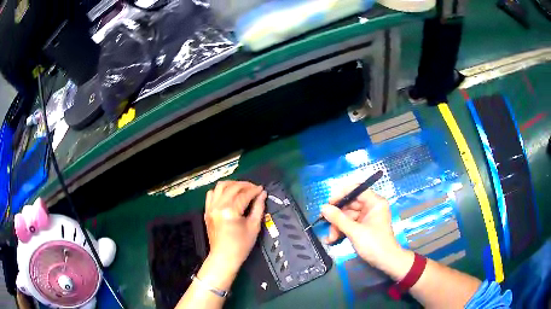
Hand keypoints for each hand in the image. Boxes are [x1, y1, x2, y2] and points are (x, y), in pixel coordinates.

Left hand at [204, 181, 266, 272]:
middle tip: (254, 188)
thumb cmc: (241, 245)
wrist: (224, 257)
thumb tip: (262, 194)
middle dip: (245, 185)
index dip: (254, 190)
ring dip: (232, 184)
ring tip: (242, 188)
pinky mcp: (207, 210)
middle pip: (232, 187)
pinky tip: (228, 194)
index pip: (244, 195)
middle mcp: (218, 206)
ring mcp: (210, 207)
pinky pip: (211, 194)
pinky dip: (220, 191)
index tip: (262, 189)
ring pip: (220, 186)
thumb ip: (258, 208)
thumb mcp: (254, 227)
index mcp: (230, 211)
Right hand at [321, 185, 407, 271]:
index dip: (342, 194)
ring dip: (337, 226)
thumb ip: (338, 219)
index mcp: (375, 203)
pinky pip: (350, 224)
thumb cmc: (374, 244)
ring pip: (347, 216)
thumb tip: (323, 208)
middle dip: (337, 216)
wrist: (386, 262)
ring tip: (330, 238)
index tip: (329, 203)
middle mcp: (371, 207)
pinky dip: (341, 230)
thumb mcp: (354, 231)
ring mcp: (367, 218)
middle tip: (324, 223)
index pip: (357, 190)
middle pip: (350, 205)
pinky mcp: (363, 227)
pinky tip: (332, 239)